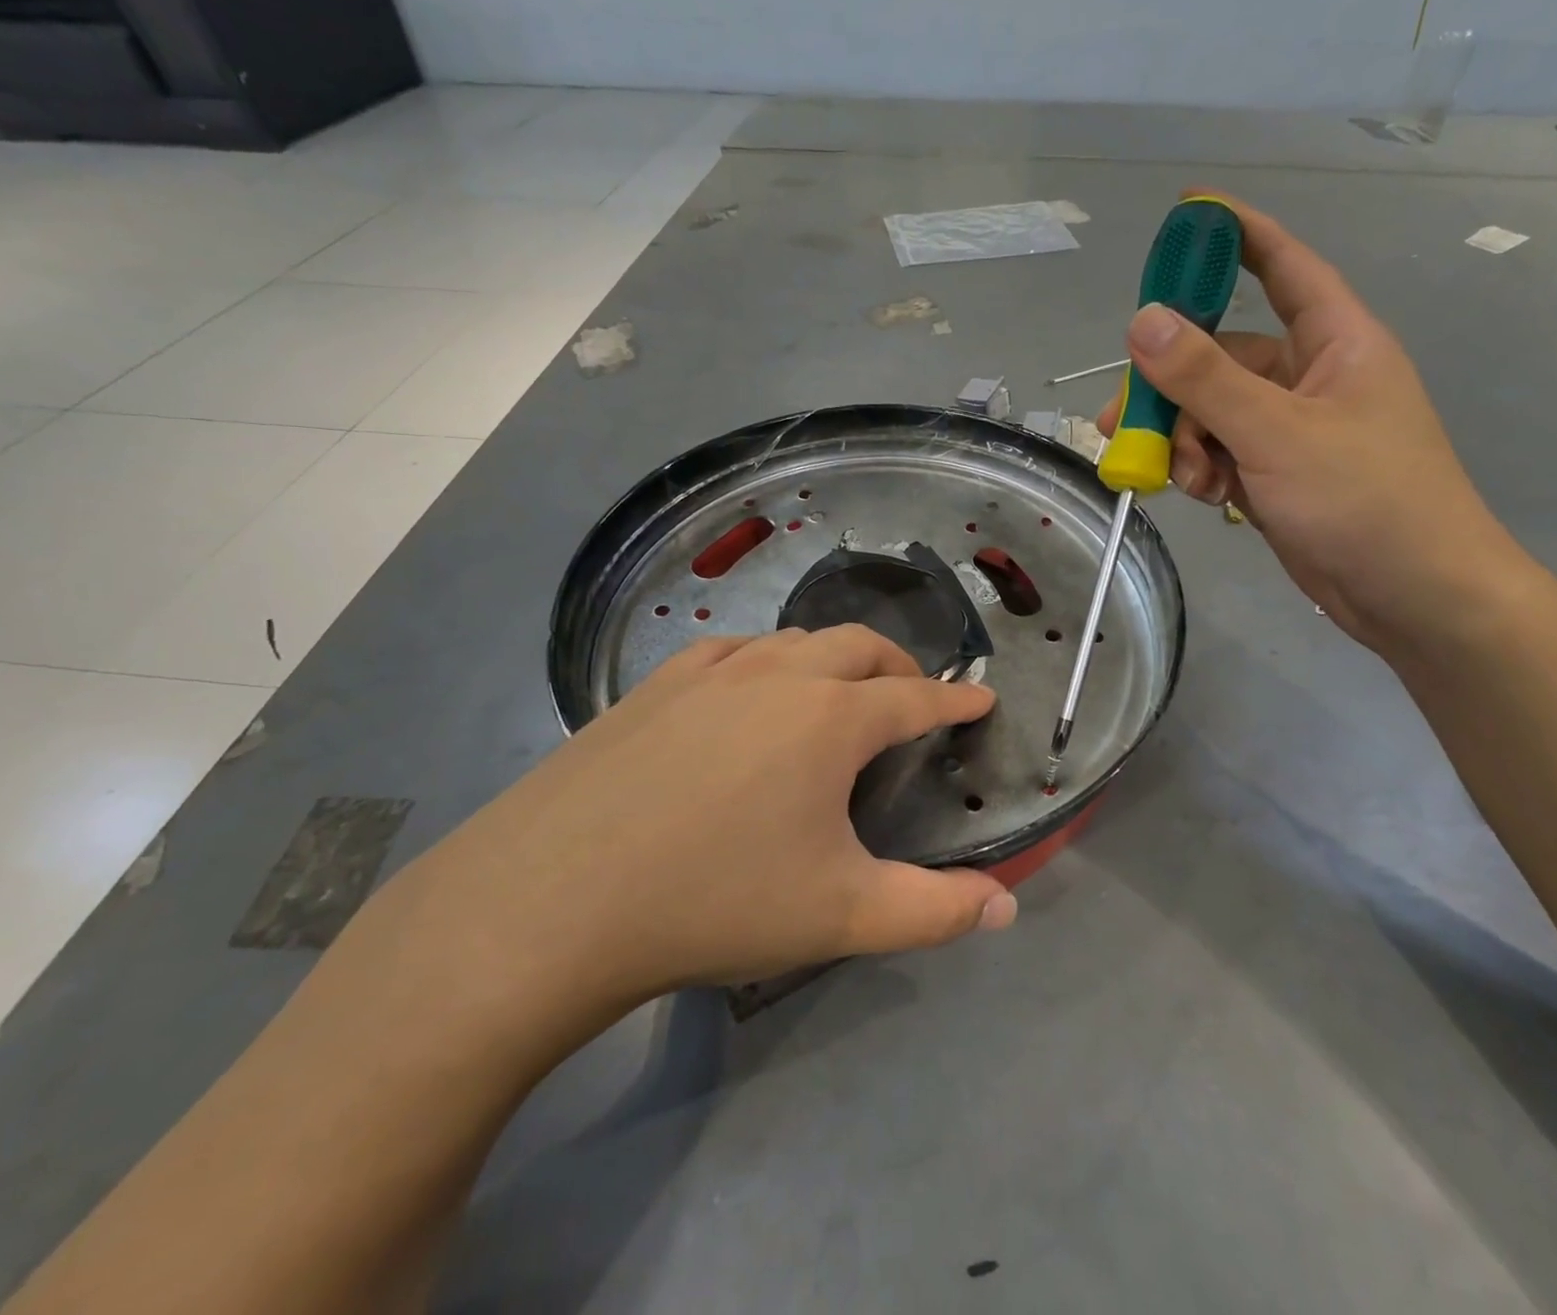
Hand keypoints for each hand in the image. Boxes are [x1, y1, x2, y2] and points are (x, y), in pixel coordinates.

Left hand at [350, 627, 1015, 1069]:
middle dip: (899, 666)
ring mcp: (710, 671)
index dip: (955, 700)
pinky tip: (751, 691)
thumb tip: (1006, 906)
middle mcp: (778, 675)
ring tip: (839, 691)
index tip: (980, 698)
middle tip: (914, 696)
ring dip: (834, 657)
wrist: (550, 901)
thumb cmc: (714, 903)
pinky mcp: (654, 685)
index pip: (916, 699)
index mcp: (831, 718)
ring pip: (794, 640)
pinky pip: (732, 651)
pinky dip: (768, 660)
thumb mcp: (841, 916)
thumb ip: (935, 912)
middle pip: (859, 647)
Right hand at [1099, 192, 1533, 653]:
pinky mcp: (1278, 476)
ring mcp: (1294, 431)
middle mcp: (1313, 378)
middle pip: (1225, 357)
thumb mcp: (1276, 433)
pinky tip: (1204, 497)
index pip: (1285, 267)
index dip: (1239, 236)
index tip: (1188, 215)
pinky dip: (1203, 470)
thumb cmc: (1364, 499)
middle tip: (1123, 416)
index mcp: (1336, 342)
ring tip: (1176, 477)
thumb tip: (1141, 320)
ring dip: (1184, 440)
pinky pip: (1223, 454)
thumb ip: (1206, 378)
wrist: (1413, 597)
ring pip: (1215, 413)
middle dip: (1174, 388)